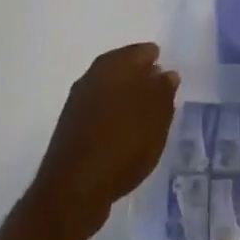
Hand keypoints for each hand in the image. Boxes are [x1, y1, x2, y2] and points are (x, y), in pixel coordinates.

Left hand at [25, 43, 179, 239]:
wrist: (75, 188)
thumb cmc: (124, 141)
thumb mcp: (157, 114)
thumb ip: (164, 89)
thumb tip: (166, 74)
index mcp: (114, 63)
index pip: (143, 51)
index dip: (157, 62)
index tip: (169, 79)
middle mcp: (93, 75)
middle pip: (124, 69)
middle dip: (141, 80)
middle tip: (160, 98)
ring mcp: (78, 102)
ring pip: (110, 92)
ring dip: (126, 101)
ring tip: (145, 121)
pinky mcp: (70, 130)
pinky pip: (99, 114)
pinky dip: (113, 119)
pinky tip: (124, 138)